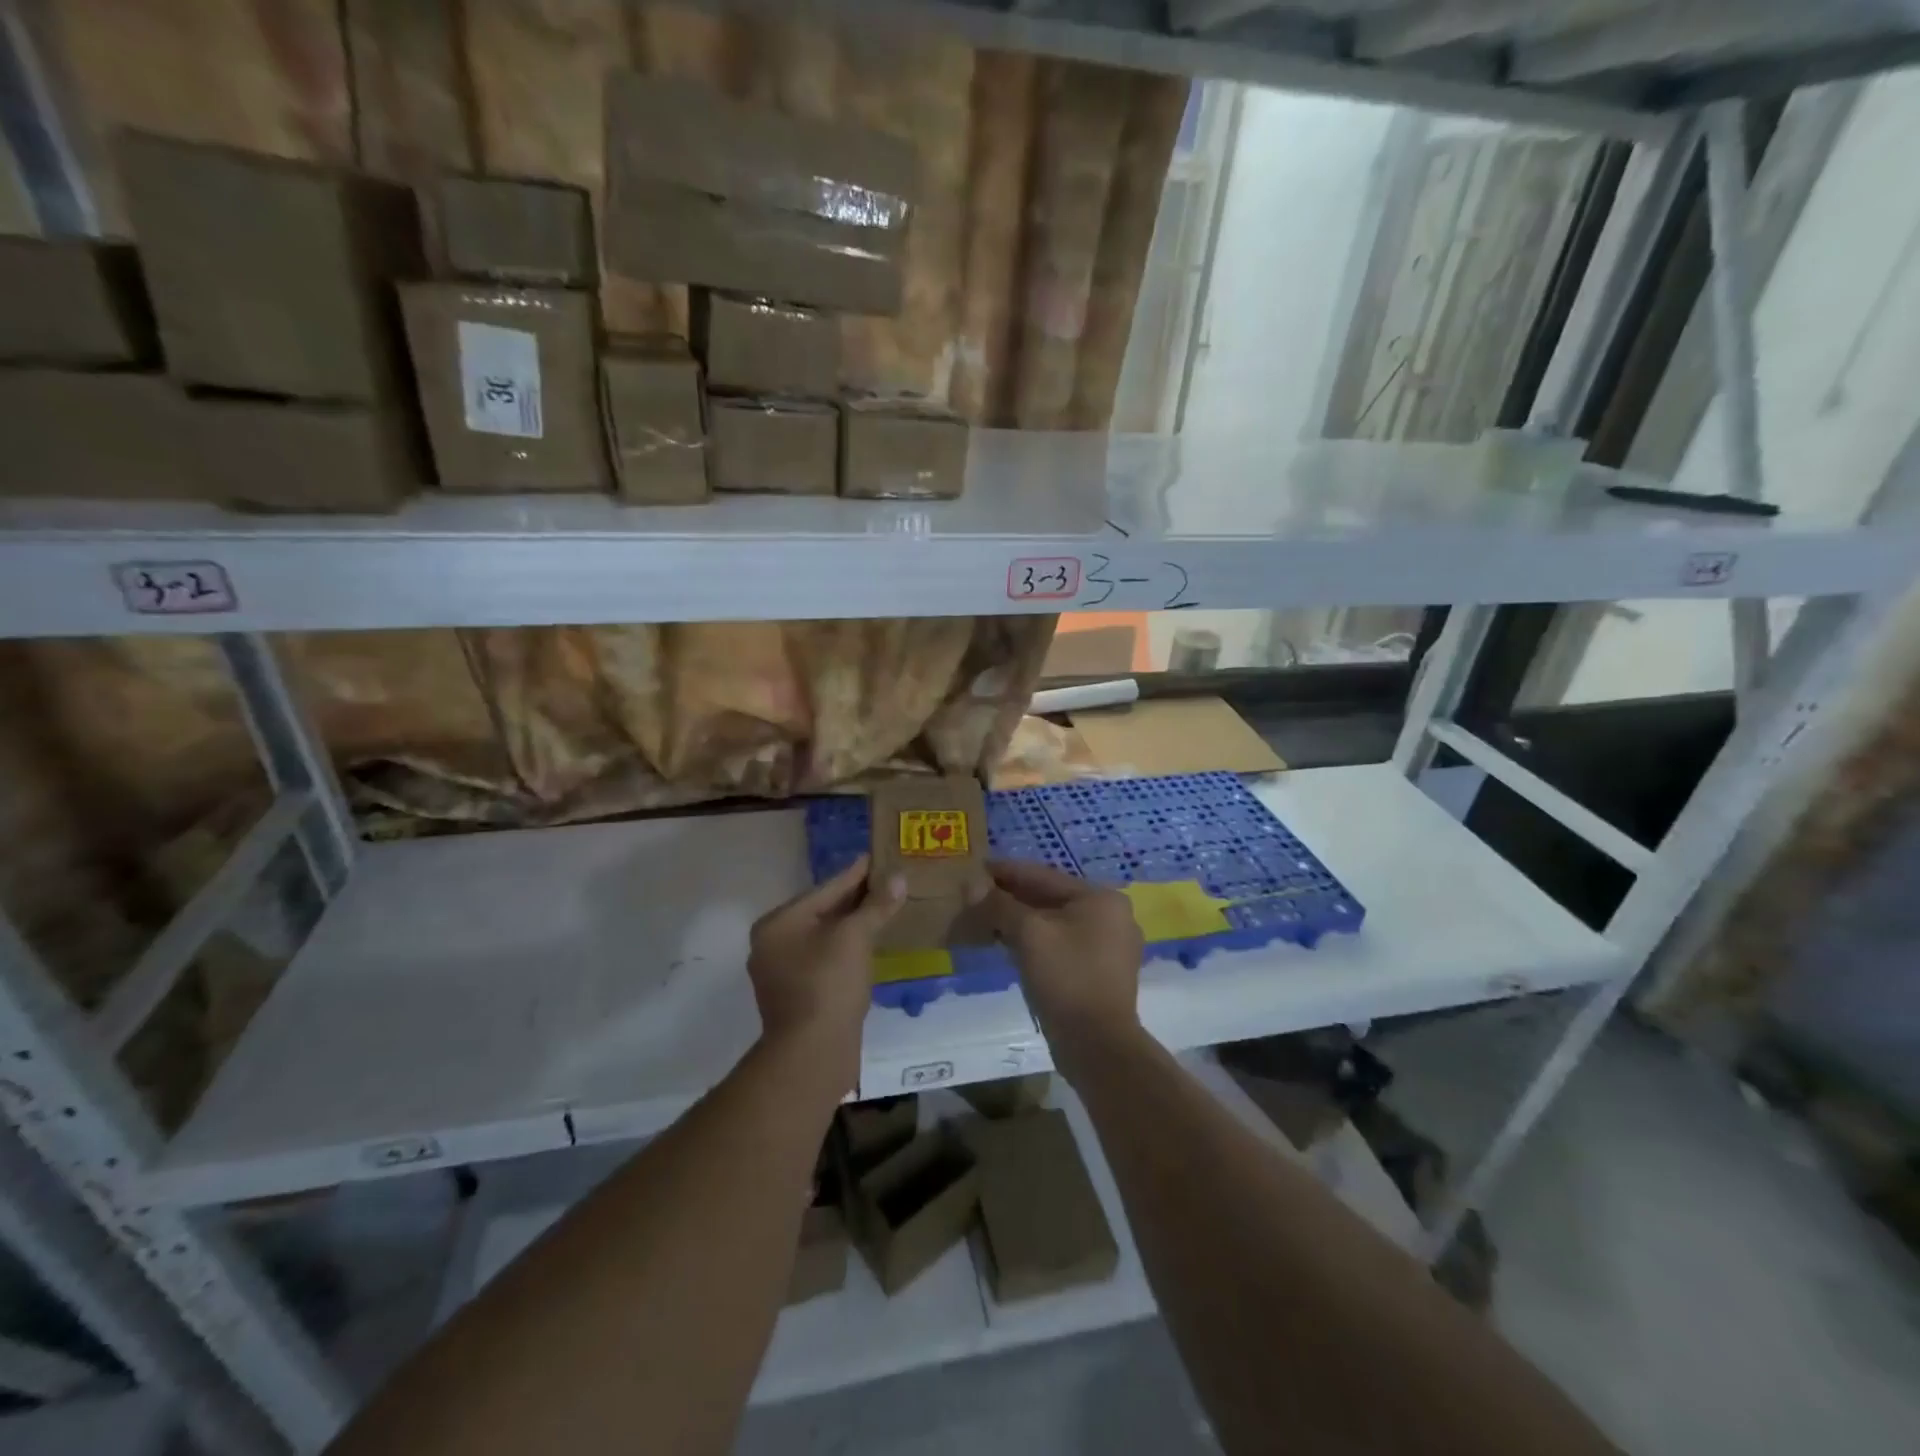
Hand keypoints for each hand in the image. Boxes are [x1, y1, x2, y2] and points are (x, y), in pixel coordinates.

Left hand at [748, 856, 903, 1096]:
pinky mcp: (798, 996)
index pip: (825, 889)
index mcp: (778, 924)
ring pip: (826, 938)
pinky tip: (871, 946)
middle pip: (823, 912)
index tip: (879, 858)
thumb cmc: (828, 985)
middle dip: (857, 900)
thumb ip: (875, 905)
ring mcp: (783, 973)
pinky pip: (826, 961)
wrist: (812, 1055)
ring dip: (854, 926)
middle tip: (889, 882)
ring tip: (885, 910)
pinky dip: (848, 950)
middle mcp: (773, 944)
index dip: (856, 874)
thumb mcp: (855, 937)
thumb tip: (897, 877)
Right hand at [980, 859, 1143, 1060]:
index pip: (1044, 876)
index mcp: (1101, 898)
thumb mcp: (1028, 933)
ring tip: (986, 918)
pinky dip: (1035, 941)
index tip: (976, 867)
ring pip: (1055, 923)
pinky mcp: (1101, 972)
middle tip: (976, 894)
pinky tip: (1008, 943)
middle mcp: (1112, 915)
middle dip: (1012, 897)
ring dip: (1021, 920)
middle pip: (1051, 898)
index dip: (1006, 871)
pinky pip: (1062, 944)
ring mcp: (1110, 946)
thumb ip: (999, 905)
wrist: (1097, 1045)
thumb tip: (971, 885)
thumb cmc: (1066, 978)